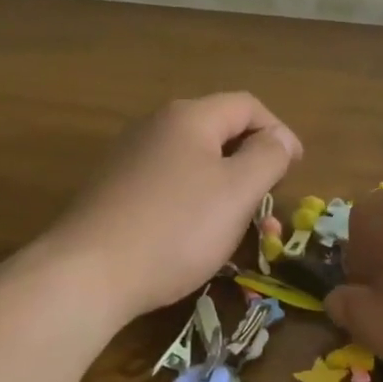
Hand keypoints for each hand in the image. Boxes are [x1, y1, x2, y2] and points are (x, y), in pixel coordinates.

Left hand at [45, 92, 301, 322]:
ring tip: (240, 230)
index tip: (296, 170)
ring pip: (195, 164)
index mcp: (189, 117)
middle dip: (253, 166)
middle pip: (220, 133)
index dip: (279, 132)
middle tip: (269, 205)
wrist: (86, 275)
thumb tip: (279, 138)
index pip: (247, 106)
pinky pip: (169, 186)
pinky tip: (196, 238)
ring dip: (226, 190)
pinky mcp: (114, 191)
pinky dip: (195, 204)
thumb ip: (268, 157)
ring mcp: (130, 159)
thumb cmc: (176, 228)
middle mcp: (156, 127)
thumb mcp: (237, 191)